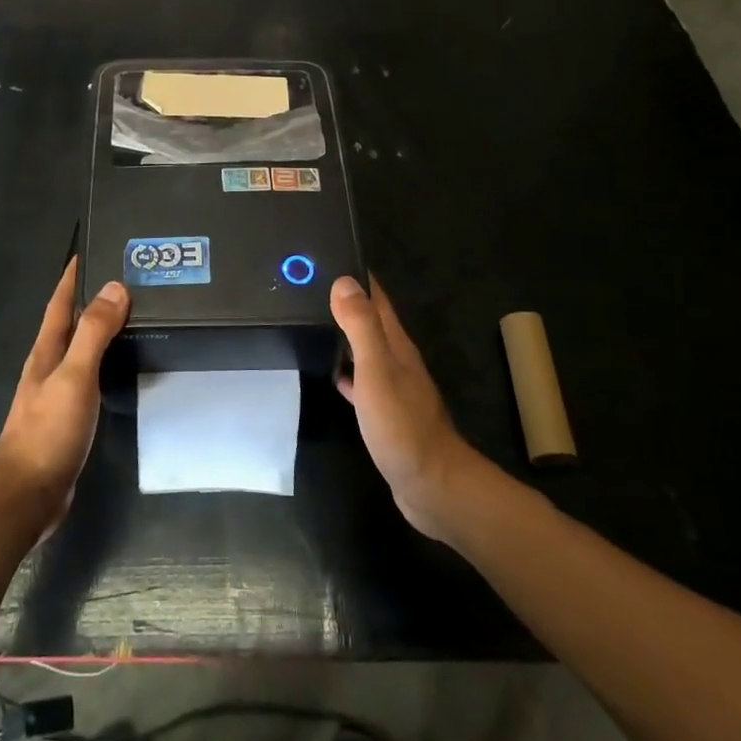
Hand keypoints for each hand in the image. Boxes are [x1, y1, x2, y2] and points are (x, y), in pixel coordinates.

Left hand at [0, 258, 129, 532]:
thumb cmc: (48, 430)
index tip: (92, 249)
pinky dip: (105, 360)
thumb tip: (114, 287)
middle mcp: (48, 366)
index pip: (60, 302)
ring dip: (100, 329)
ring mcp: (56, 392)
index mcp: (45, 351)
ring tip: (132, 314)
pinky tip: (122, 365)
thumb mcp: (74, 376)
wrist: (27, 495)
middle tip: (127, 278)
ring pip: (80, 349)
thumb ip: (94, 333)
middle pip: (70, 322)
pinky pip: (89, 375)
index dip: (73, 276)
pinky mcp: (68, 416)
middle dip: (92, 297)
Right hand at [331, 275, 482, 542]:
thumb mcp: (378, 371)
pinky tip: (329, 372)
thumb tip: (344, 281)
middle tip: (309, 287)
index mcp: (396, 345)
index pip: (376, 299)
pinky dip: (345, 370)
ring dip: (344, 334)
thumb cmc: (403, 426)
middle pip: (370, 321)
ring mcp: (393, 387)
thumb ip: (361, 327)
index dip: (356, 276)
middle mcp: (397, 360)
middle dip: (346, 302)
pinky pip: (361, 380)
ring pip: (365, 350)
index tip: (328, 255)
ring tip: (311, 321)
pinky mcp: (385, 413)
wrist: (432, 485)